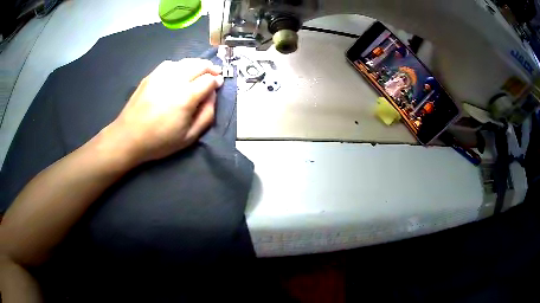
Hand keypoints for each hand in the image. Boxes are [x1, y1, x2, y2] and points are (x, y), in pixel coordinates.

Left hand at [103, 59, 223, 164]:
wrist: (129, 137)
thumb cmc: (160, 141)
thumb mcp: (189, 137)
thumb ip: (207, 115)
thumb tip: (212, 95)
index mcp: (186, 96)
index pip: (209, 79)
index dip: (217, 80)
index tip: (218, 84)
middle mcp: (175, 80)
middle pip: (199, 65)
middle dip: (210, 68)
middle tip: (214, 74)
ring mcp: (161, 75)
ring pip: (186, 61)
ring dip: (196, 64)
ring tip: (199, 72)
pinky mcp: (151, 75)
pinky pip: (170, 63)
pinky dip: (180, 65)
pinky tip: (179, 73)